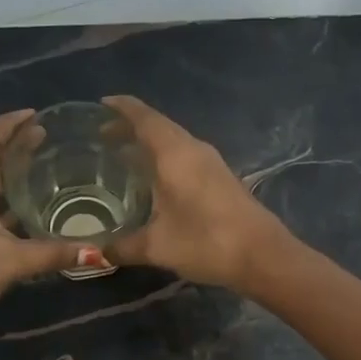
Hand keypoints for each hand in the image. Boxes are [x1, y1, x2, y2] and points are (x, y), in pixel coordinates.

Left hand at [0, 111, 87, 337]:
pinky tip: (24, 208)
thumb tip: (98, 252)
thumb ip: (53, 253)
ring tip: (42, 167)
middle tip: (49, 139)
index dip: (13, 123)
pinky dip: (0, 197)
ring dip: (7, 173)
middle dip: (14, 145)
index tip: (39, 113)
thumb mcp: (10, 261)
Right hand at [101, 95, 290, 292]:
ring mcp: (211, 163)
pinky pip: (185, 156)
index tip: (101, 103)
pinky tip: (154, 180)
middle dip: (130, 127)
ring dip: (149, 143)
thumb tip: (96, 253)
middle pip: (158, 126)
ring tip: (123, 156)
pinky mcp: (221, 178)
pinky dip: (164, 158)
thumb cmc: (206, 242)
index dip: (121, 108)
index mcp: (174, 154)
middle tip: (102, 136)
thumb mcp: (157, 247)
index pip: (143, 118)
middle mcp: (193, 149)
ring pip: (174, 141)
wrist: (263, 256)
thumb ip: (123, 247)